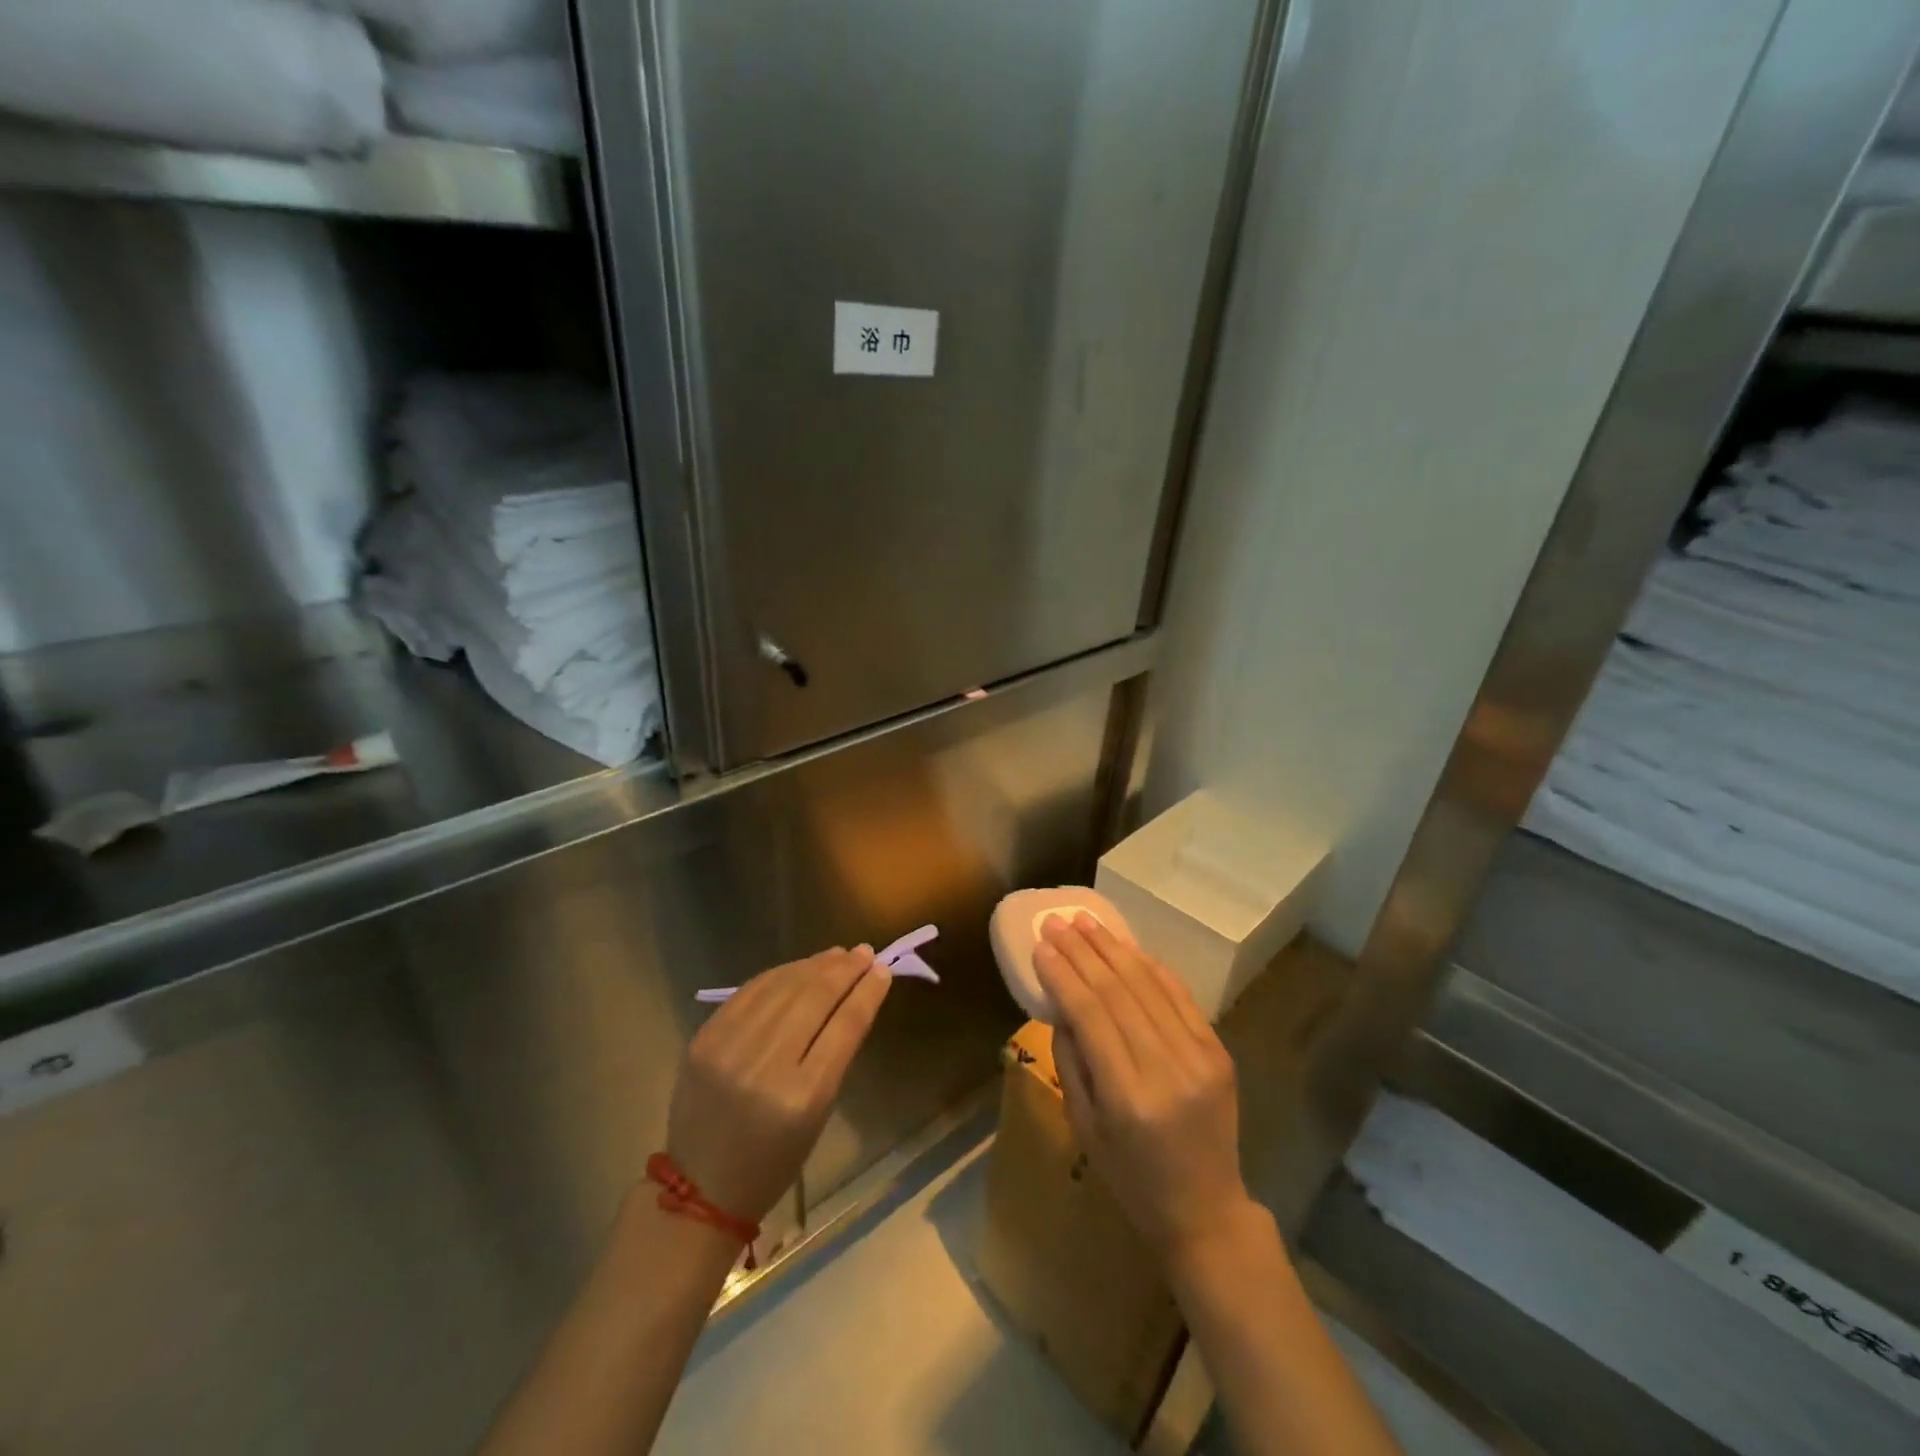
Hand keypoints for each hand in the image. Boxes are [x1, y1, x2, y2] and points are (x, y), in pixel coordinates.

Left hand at [666, 946, 891, 1224]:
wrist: (699, 1187)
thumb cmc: (773, 1161)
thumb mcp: (817, 1116)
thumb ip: (835, 1055)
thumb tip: (854, 998)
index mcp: (802, 1097)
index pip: (843, 1027)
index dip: (866, 993)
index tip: (882, 970)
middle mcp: (765, 1066)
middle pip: (814, 999)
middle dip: (844, 971)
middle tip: (865, 952)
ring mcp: (729, 1048)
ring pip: (782, 987)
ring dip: (815, 966)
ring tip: (838, 954)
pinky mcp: (704, 1039)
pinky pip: (750, 992)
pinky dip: (780, 975)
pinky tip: (800, 967)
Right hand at [1034, 916, 1254, 1260]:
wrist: (1206, 1209)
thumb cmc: (1131, 1177)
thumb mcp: (1084, 1127)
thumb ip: (1070, 1061)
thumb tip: (1061, 1002)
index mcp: (1127, 1097)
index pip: (1090, 1014)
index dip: (1063, 975)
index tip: (1040, 946)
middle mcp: (1166, 1069)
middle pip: (1118, 991)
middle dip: (1082, 951)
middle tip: (1056, 922)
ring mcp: (1199, 1056)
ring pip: (1149, 985)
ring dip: (1113, 948)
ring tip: (1085, 922)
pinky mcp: (1218, 1051)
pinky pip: (1180, 996)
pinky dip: (1151, 966)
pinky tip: (1126, 947)